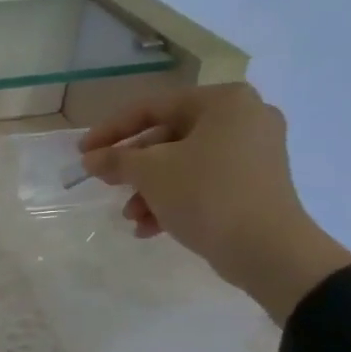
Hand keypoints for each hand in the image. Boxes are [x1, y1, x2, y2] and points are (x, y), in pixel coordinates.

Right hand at [78, 84, 350, 321]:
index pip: (153, 107)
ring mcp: (254, 153)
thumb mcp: (151, 173)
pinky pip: (203, 183)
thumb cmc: (206, 195)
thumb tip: (91, 158)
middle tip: (106, 184)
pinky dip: (174, 200)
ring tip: (131, 217)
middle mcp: (244, 118)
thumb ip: (116, 159)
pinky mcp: (255, 184)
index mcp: (224, 102)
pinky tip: (150, 228)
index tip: (83, 152)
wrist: (267, 249)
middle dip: (133, 168)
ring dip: (149, 190)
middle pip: (168, 137)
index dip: (111, 130)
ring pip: (183, 164)